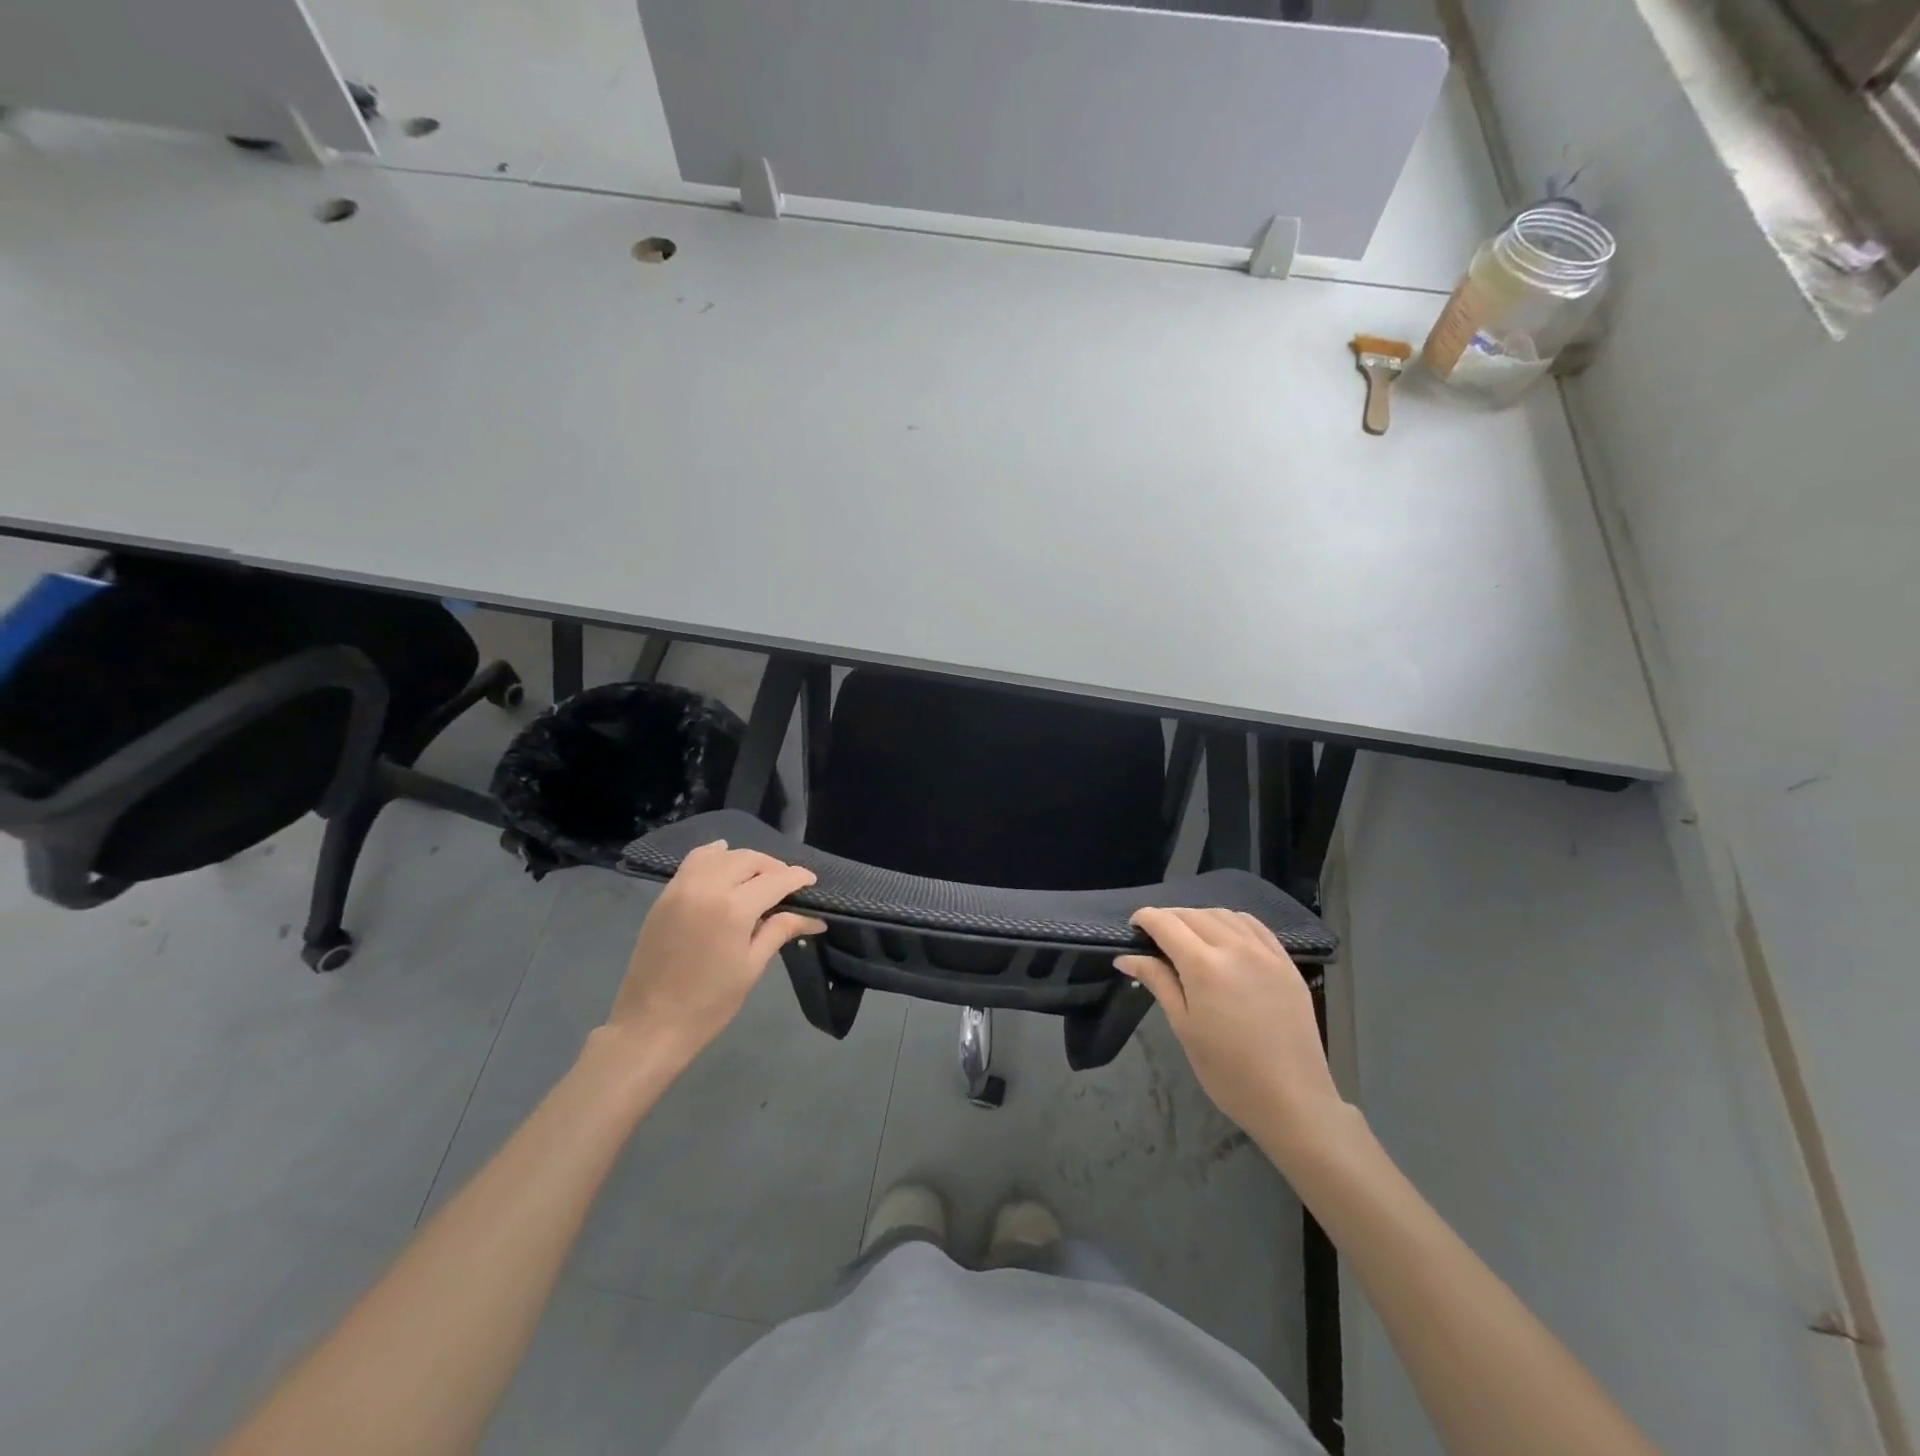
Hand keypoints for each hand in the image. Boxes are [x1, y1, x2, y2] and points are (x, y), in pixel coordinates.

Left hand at [604, 841, 825, 1069]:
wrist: (649, 1025)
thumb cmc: (709, 1003)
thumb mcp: (751, 967)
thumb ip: (779, 931)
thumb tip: (814, 919)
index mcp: (733, 908)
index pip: (775, 880)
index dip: (797, 878)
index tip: (811, 881)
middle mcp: (707, 887)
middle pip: (748, 860)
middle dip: (772, 867)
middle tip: (786, 884)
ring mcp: (681, 888)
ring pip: (721, 855)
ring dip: (744, 860)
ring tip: (757, 877)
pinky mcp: (664, 896)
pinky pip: (693, 861)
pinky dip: (713, 856)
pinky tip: (723, 862)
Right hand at [1117, 908, 1345, 1148]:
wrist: (1293, 1100)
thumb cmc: (1228, 1071)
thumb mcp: (1184, 1027)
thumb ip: (1157, 981)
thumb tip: (1126, 957)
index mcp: (1203, 966)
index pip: (1166, 923)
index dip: (1145, 918)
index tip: (1133, 928)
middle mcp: (1234, 948)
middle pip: (1192, 915)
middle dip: (1169, 918)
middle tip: (1155, 938)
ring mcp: (1265, 952)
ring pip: (1223, 915)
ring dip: (1199, 917)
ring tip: (1189, 937)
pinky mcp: (1286, 962)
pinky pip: (1253, 926)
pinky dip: (1231, 922)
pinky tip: (1225, 937)